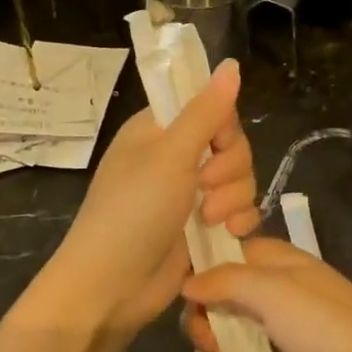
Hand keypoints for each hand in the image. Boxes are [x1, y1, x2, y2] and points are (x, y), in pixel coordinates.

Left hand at [40, 60, 258, 333]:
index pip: (209, 107)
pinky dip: (239, 219)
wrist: (112, 287)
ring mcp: (189, 194)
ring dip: (233, 197)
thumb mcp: (170, 155)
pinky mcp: (202, 227)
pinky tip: (229, 233)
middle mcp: (174, 157)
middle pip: (231, 144)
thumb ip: (206, 111)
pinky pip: (239, 209)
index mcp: (158, 130)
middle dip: (229, 167)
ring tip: (210, 219)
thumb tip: (232, 64)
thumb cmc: (132, 212)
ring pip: (239, 178)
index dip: (222, 125)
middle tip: (204, 187)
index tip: (215, 144)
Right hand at [182, 239, 351, 351]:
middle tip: (209, 350)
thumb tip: (186, 282)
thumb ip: (225, 281)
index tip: (191, 308)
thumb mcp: (272, 293)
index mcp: (269, 257)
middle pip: (216, 296)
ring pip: (226, 328)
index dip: (198, 280)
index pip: (218, 256)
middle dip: (204, 324)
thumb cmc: (324, 324)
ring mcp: (276, 320)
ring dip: (213, 351)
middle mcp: (269, 284)